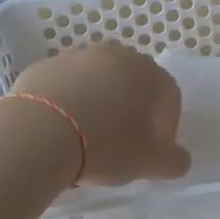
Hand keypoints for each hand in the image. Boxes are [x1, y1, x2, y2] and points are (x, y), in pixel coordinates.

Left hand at [12, 43, 191, 184]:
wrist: (40, 131)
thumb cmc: (106, 145)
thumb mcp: (150, 162)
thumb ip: (174, 160)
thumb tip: (179, 158)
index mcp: (150, 74)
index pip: (169, 99)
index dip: (164, 128)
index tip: (150, 152)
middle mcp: (118, 55)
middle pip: (132, 85)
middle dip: (130, 111)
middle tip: (118, 144)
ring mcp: (79, 56)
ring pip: (97, 82)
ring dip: (98, 104)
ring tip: (85, 139)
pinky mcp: (47, 64)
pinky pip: (66, 85)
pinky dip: (68, 102)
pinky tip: (59, 129)